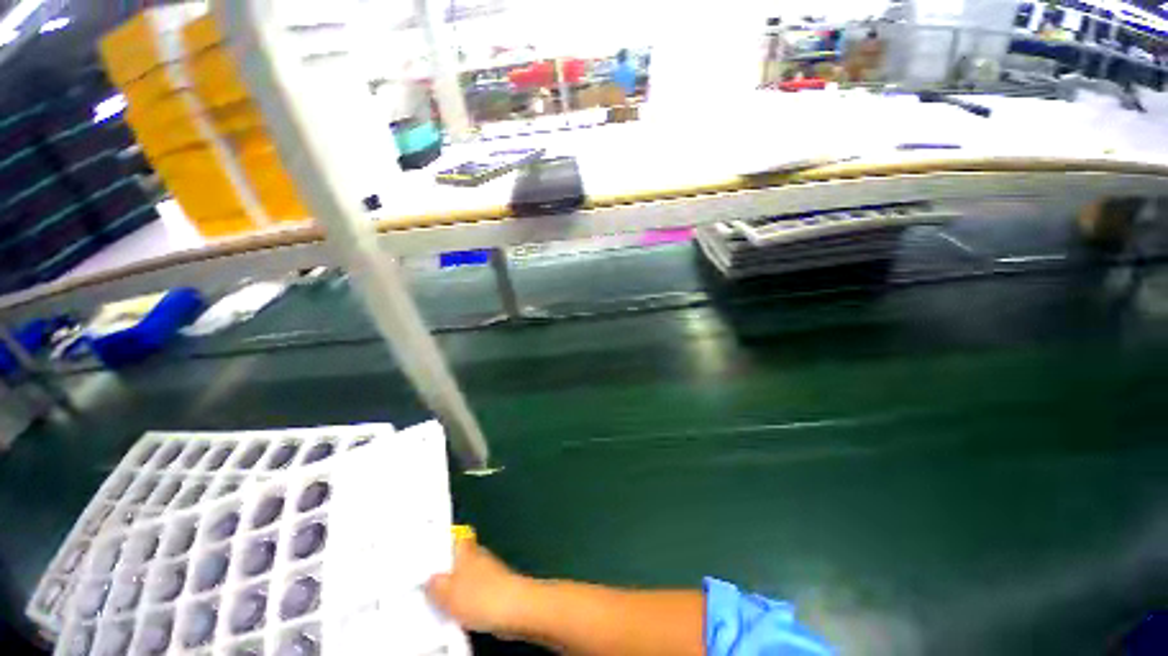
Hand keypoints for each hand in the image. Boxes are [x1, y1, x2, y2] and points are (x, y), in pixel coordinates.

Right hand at [426, 536, 534, 633]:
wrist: (514, 610)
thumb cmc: (480, 596)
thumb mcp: (447, 593)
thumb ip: (435, 585)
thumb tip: (429, 579)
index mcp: (467, 549)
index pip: (456, 537)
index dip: (445, 541)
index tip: (430, 550)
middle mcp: (478, 557)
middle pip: (460, 559)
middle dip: (446, 571)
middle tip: (426, 585)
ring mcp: (489, 573)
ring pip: (467, 577)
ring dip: (456, 588)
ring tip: (438, 603)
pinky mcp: (495, 591)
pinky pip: (474, 594)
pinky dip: (466, 602)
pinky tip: (457, 614)